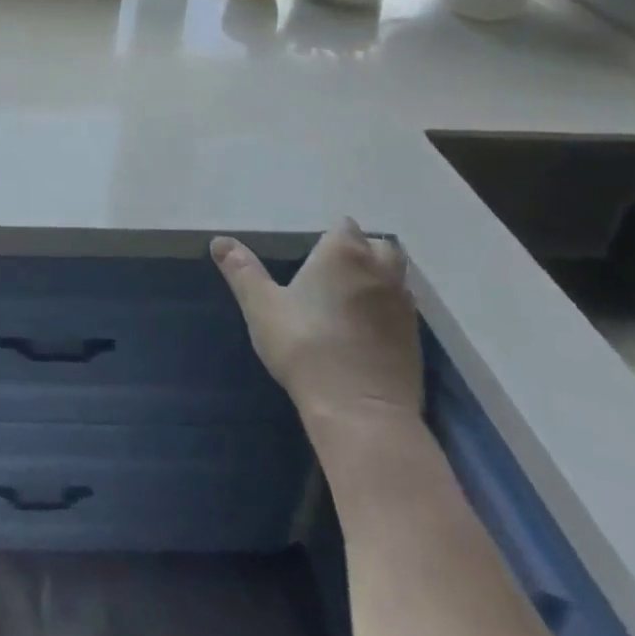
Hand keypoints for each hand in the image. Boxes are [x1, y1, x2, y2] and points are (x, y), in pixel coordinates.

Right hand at [211, 218, 421, 431]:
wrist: (360, 409)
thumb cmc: (305, 346)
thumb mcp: (261, 306)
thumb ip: (242, 270)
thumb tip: (219, 241)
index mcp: (343, 253)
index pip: (344, 226)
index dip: (329, 237)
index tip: (311, 255)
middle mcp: (380, 270)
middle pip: (378, 246)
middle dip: (361, 251)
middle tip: (333, 272)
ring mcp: (403, 304)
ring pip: (395, 276)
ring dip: (378, 279)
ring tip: (350, 299)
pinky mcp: (416, 338)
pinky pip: (403, 308)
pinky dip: (387, 309)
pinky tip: (366, 329)